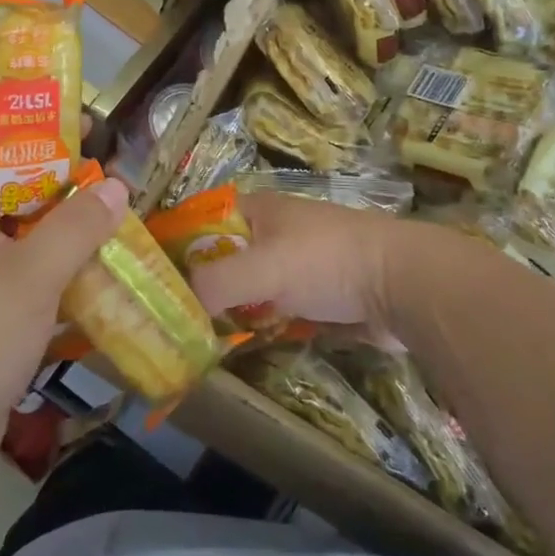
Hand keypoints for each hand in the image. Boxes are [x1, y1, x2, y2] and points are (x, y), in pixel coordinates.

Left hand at [0, 122, 128, 482]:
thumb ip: (77, 226)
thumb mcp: (31, 276)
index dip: (29, 121)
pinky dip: (54, 262)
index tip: (82, 119)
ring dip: (62, 223)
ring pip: (18, 228)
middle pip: (7, 183)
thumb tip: (117, 186)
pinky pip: (20, 267)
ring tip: (114, 212)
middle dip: (59, 177)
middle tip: (111, 170)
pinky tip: (96, 265)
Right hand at [188, 192, 406, 329]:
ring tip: (198, 338)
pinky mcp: (318, 294)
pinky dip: (259, 323)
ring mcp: (298, 263)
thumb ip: (215, 284)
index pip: (202, 220)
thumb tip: (181, 308)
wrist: (403, 284)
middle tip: (171, 318)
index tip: (151, 280)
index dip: (176, 245)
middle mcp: (274, 231)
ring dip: (230, 308)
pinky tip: (242, 345)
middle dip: (201, 284)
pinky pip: (275, 308)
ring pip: (249, 286)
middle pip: (224, 256)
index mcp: (258, 210)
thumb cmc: (327, 262)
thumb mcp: (263, 268)